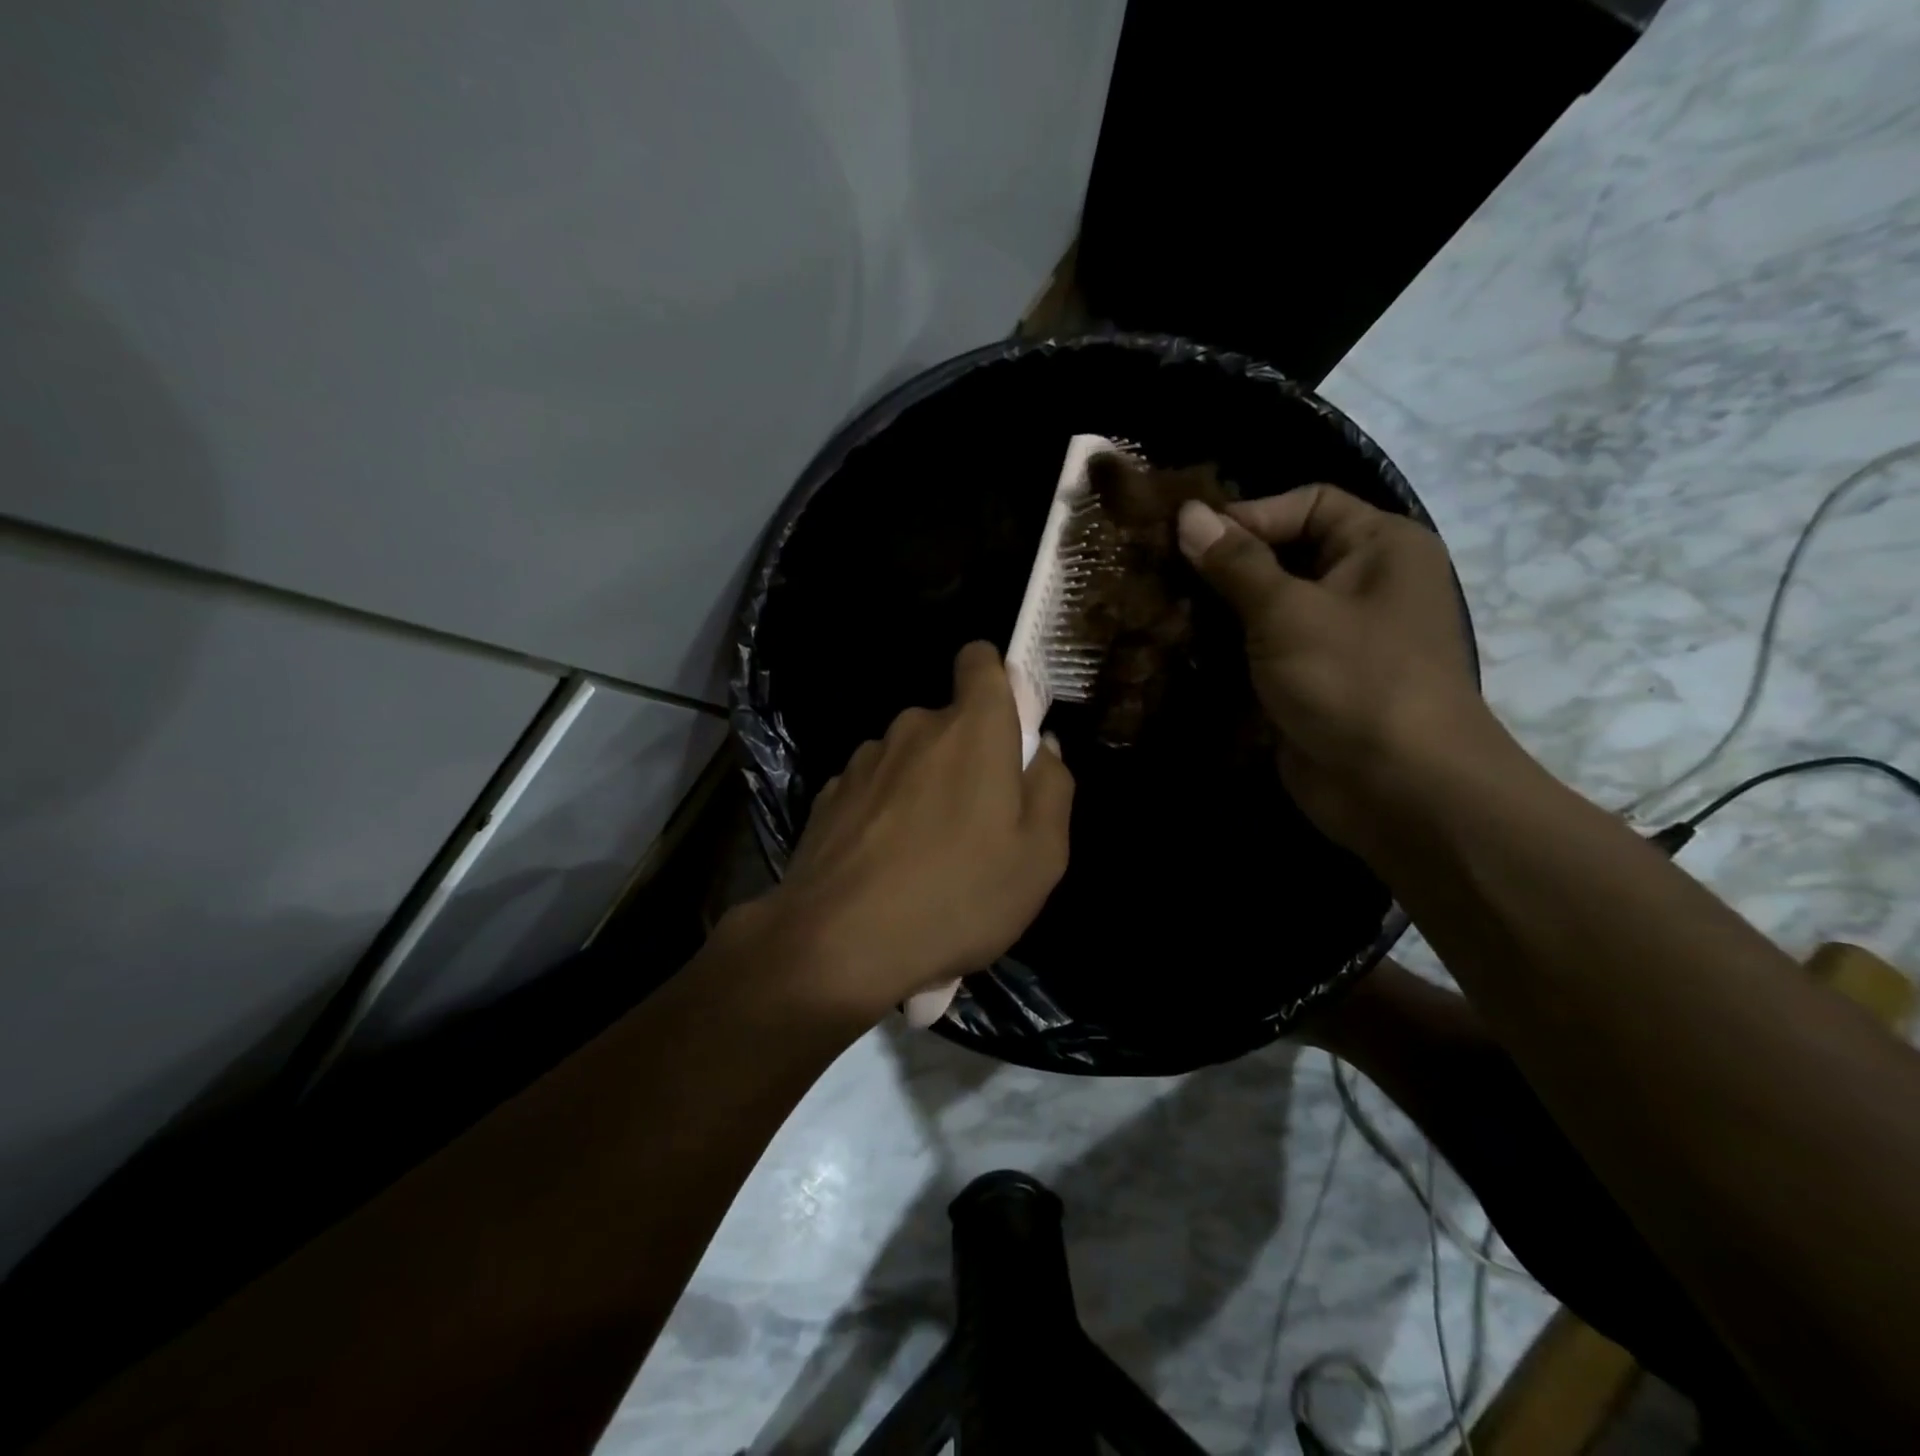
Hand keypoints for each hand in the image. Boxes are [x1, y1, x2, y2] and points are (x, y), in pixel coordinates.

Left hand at [739, 641, 1073, 1022]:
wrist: (838, 943)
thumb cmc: (959, 896)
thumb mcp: (1041, 855)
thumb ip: (1052, 786)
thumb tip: (1041, 746)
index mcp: (972, 728)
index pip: (981, 659)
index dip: (998, 680)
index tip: (1009, 727)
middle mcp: (914, 727)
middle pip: (951, 723)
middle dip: (969, 758)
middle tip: (979, 826)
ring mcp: (865, 760)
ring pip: (912, 759)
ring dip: (926, 790)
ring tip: (929, 859)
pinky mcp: (831, 794)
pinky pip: (876, 790)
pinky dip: (888, 814)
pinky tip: (888, 869)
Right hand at [1177, 485, 1498, 851]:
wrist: (1397, 788)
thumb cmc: (1352, 680)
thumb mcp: (1288, 611)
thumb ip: (1235, 563)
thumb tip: (1188, 514)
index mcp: (1379, 546)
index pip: (1307, 503)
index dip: (1248, 515)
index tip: (1186, 540)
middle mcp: (1363, 583)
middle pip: (1285, 553)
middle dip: (1225, 565)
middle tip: (1161, 575)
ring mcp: (1336, 637)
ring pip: (1268, 605)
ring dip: (1219, 610)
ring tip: (1162, 611)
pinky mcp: (1311, 681)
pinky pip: (1264, 650)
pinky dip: (1227, 649)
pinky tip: (1180, 650)